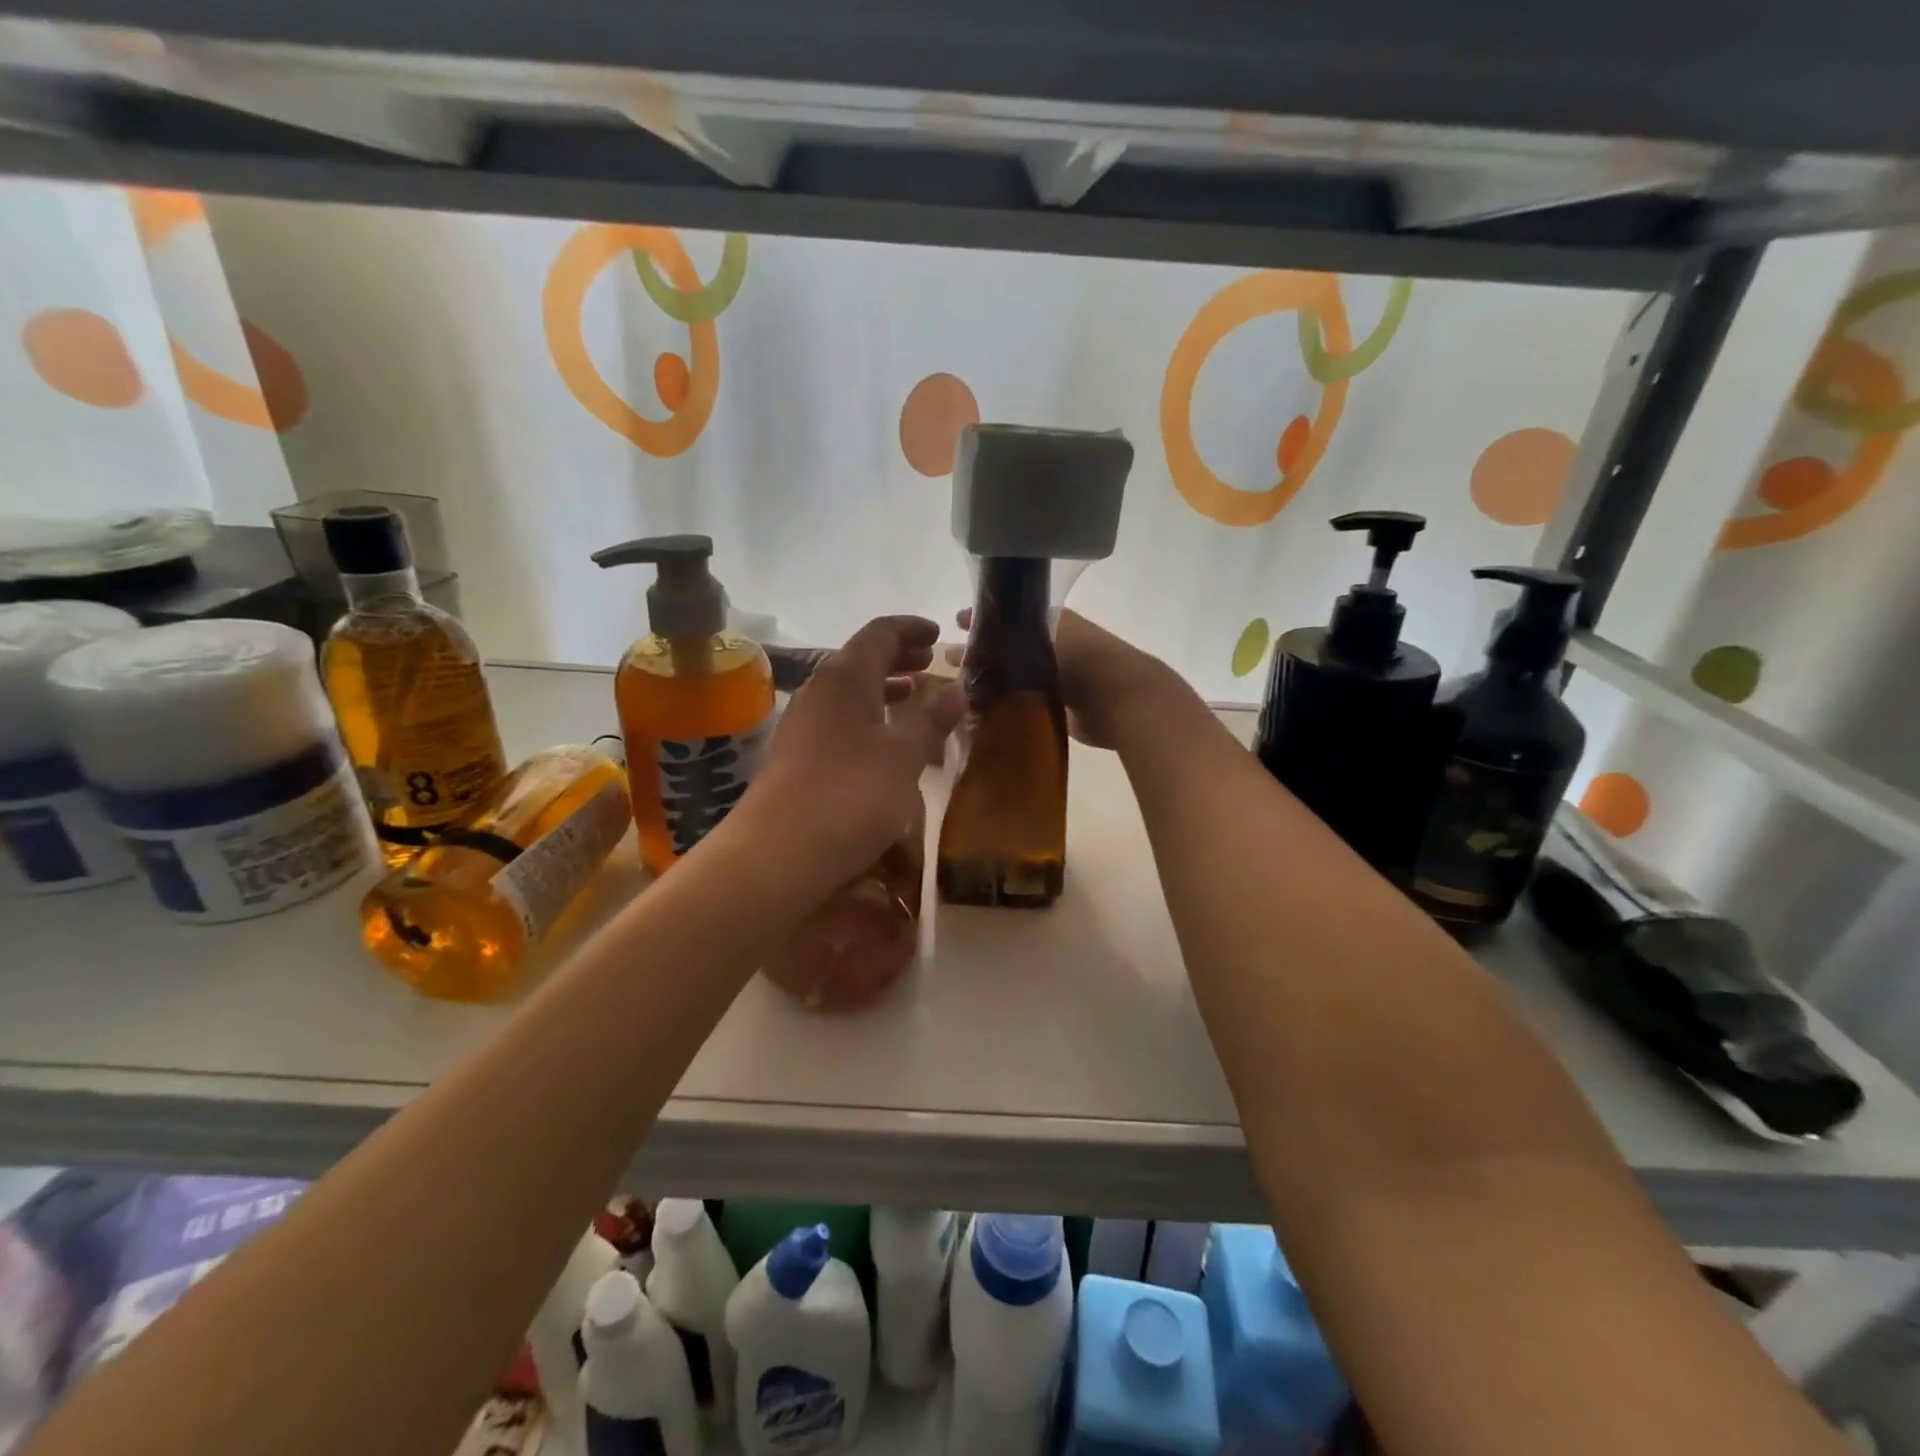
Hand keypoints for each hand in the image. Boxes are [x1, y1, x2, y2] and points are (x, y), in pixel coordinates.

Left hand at [750, 616, 963, 883]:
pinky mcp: (797, 758)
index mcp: (845, 678)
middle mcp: (819, 692)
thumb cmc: (850, 795)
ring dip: (885, 693)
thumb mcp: (903, 755)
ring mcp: (803, 725)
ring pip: (851, 695)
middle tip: (931, 663)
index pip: (880, 633)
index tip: (938, 634)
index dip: (911, 629)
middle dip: (899, 659)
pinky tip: (887, 747)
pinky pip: (840, 723)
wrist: (777, 855)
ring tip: (916, 701)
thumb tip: (956, 687)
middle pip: (862, 661)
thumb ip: (931, 718)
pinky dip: (870, 722)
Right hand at [954, 607, 1183, 750]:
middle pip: (1008, 649)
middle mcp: (1052, 647)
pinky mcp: (1056, 708)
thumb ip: (1008, 638)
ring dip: (990, 680)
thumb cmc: (1083, 658)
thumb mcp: (1043, 636)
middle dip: (982, 652)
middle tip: (948, 657)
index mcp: (1051, 622)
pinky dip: (1003, 704)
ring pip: (1012, 677)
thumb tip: (974, 642)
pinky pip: (1021, 703)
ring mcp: (1054, 679)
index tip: (956, 623)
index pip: (1009, 618)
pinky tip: (978, 709)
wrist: (1121, 700)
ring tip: (957, 686)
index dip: (984, 620)